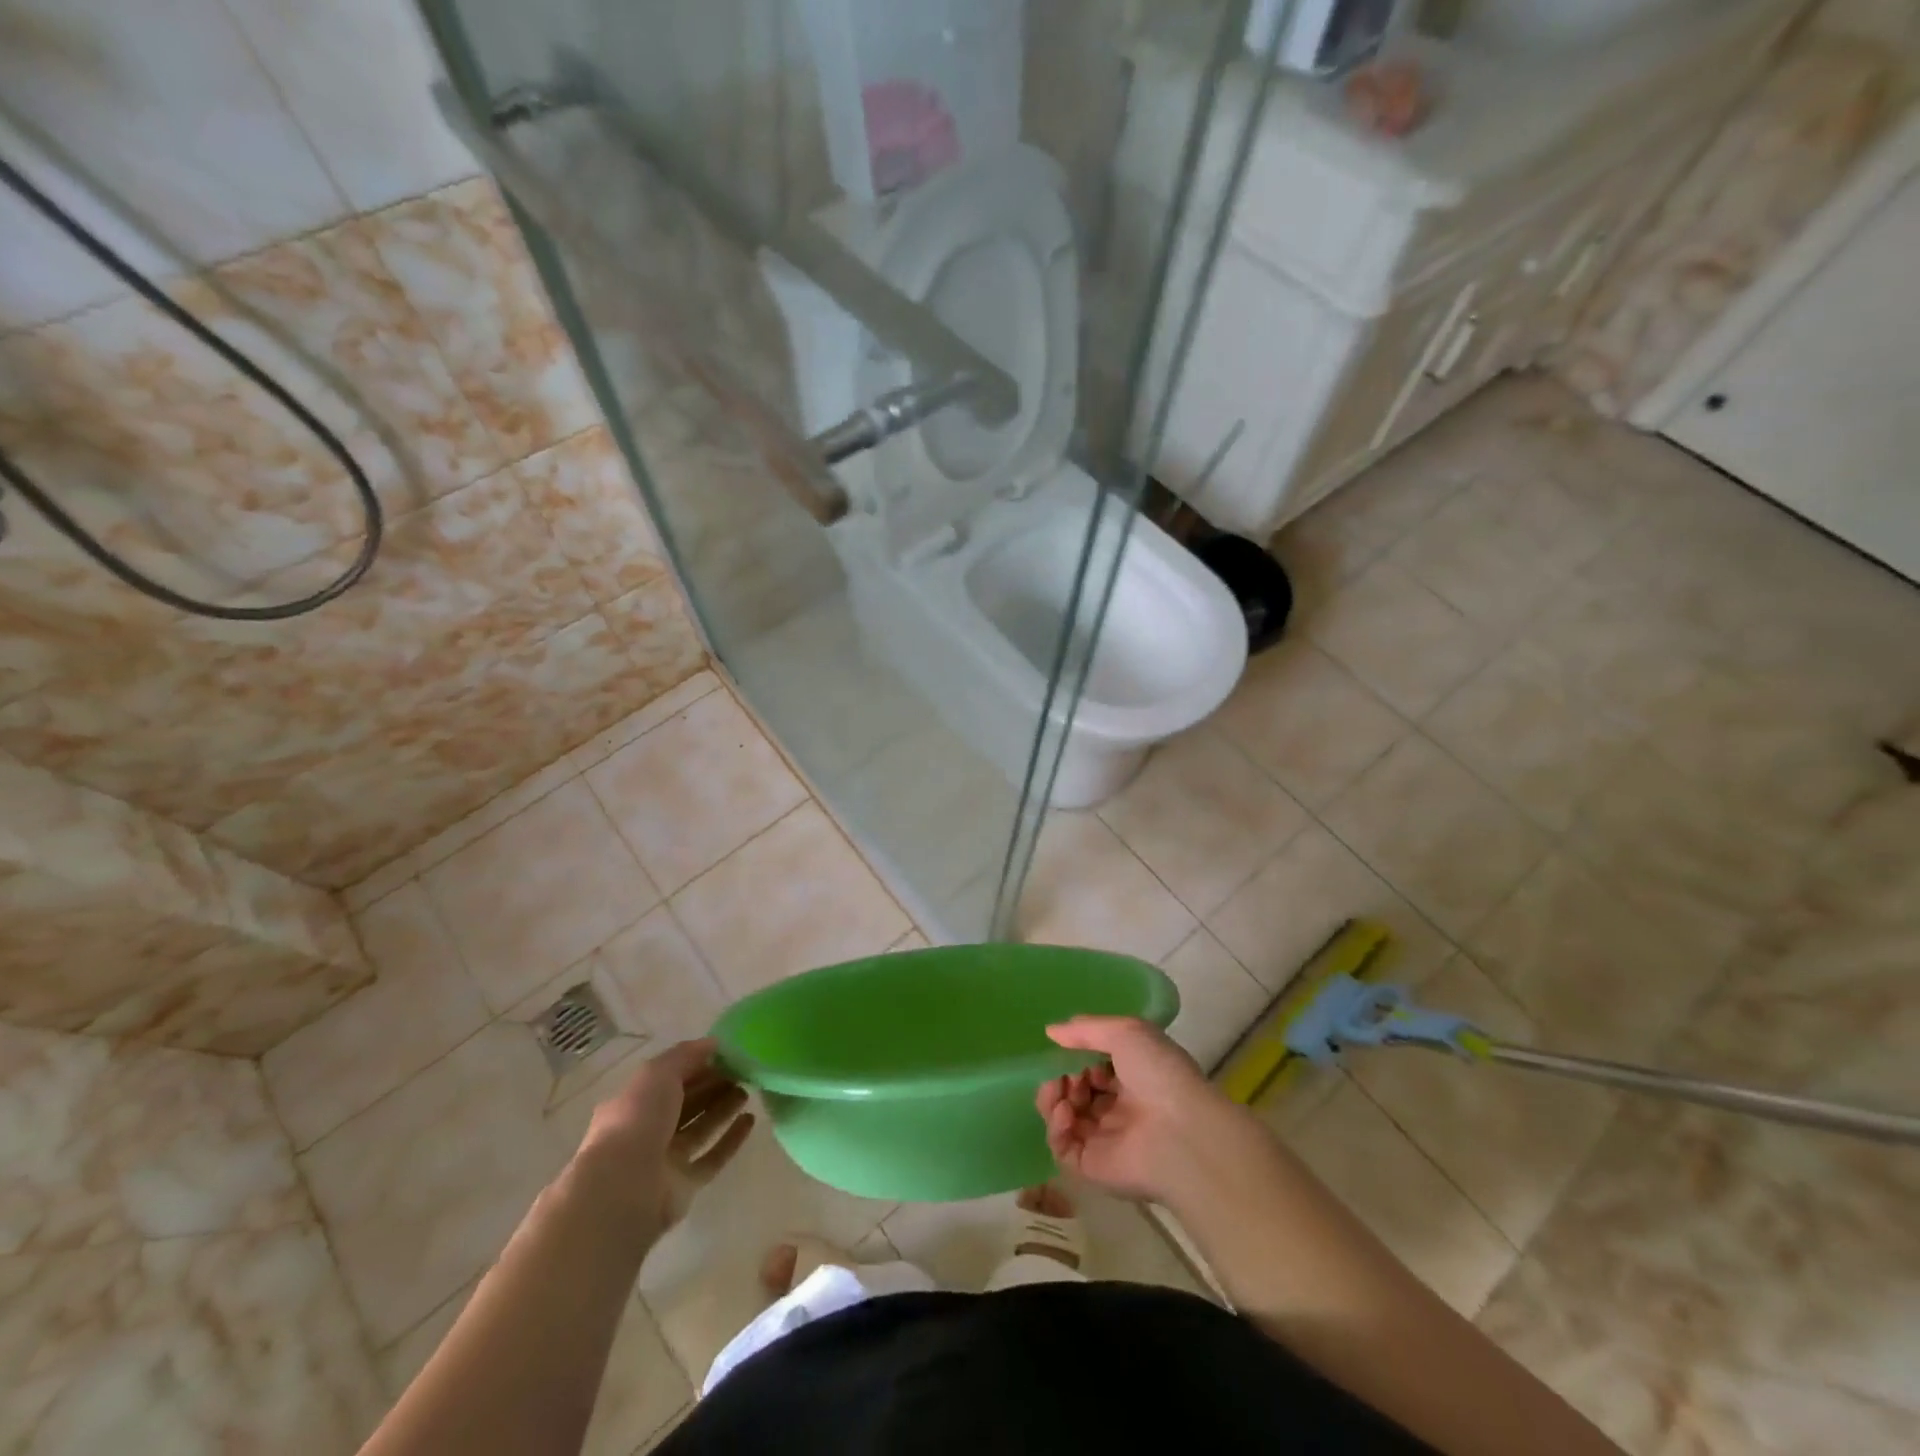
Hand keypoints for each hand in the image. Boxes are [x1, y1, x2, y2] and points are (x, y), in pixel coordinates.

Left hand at [572, 1038, 754, 1236]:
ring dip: (724, 1108)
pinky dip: (731, 1139)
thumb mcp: (658, 1073)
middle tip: (743, 1071)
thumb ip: (686, 1055)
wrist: (625, 1188)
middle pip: (687, 1103)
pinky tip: (750, 1120)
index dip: (697, 1064)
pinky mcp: (684, 1185)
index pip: (669, 1078)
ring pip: (700, 1128)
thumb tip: (713, 1043)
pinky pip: (712, 1157)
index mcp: (634, 1103)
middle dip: (713, 1085)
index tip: (726, 1054)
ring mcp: (666, 1159)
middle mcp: (648, 1130)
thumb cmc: (637, 1120)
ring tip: (749, 1090)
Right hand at [1037, 1016, 1257, 1205]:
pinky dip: (1055, 1127)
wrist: (1182, 1134)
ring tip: (1059, 1090)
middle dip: (1062, 1077)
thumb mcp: (1126, 1032)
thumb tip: (1051, 1031)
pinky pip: (1062, 1147)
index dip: (1078, 1057)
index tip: (1070, 1050)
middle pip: (1075, 1092)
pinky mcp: (1092, 1167)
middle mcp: (1118, 1109)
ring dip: (1052, 1098)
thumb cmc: (1159, 1074)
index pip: (1094, 1068)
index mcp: (1132, 1079)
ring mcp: (1104, 1139)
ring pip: (1063, 1118)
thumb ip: (1086, 1029)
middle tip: (1065, 1074)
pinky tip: (1064, 1112)